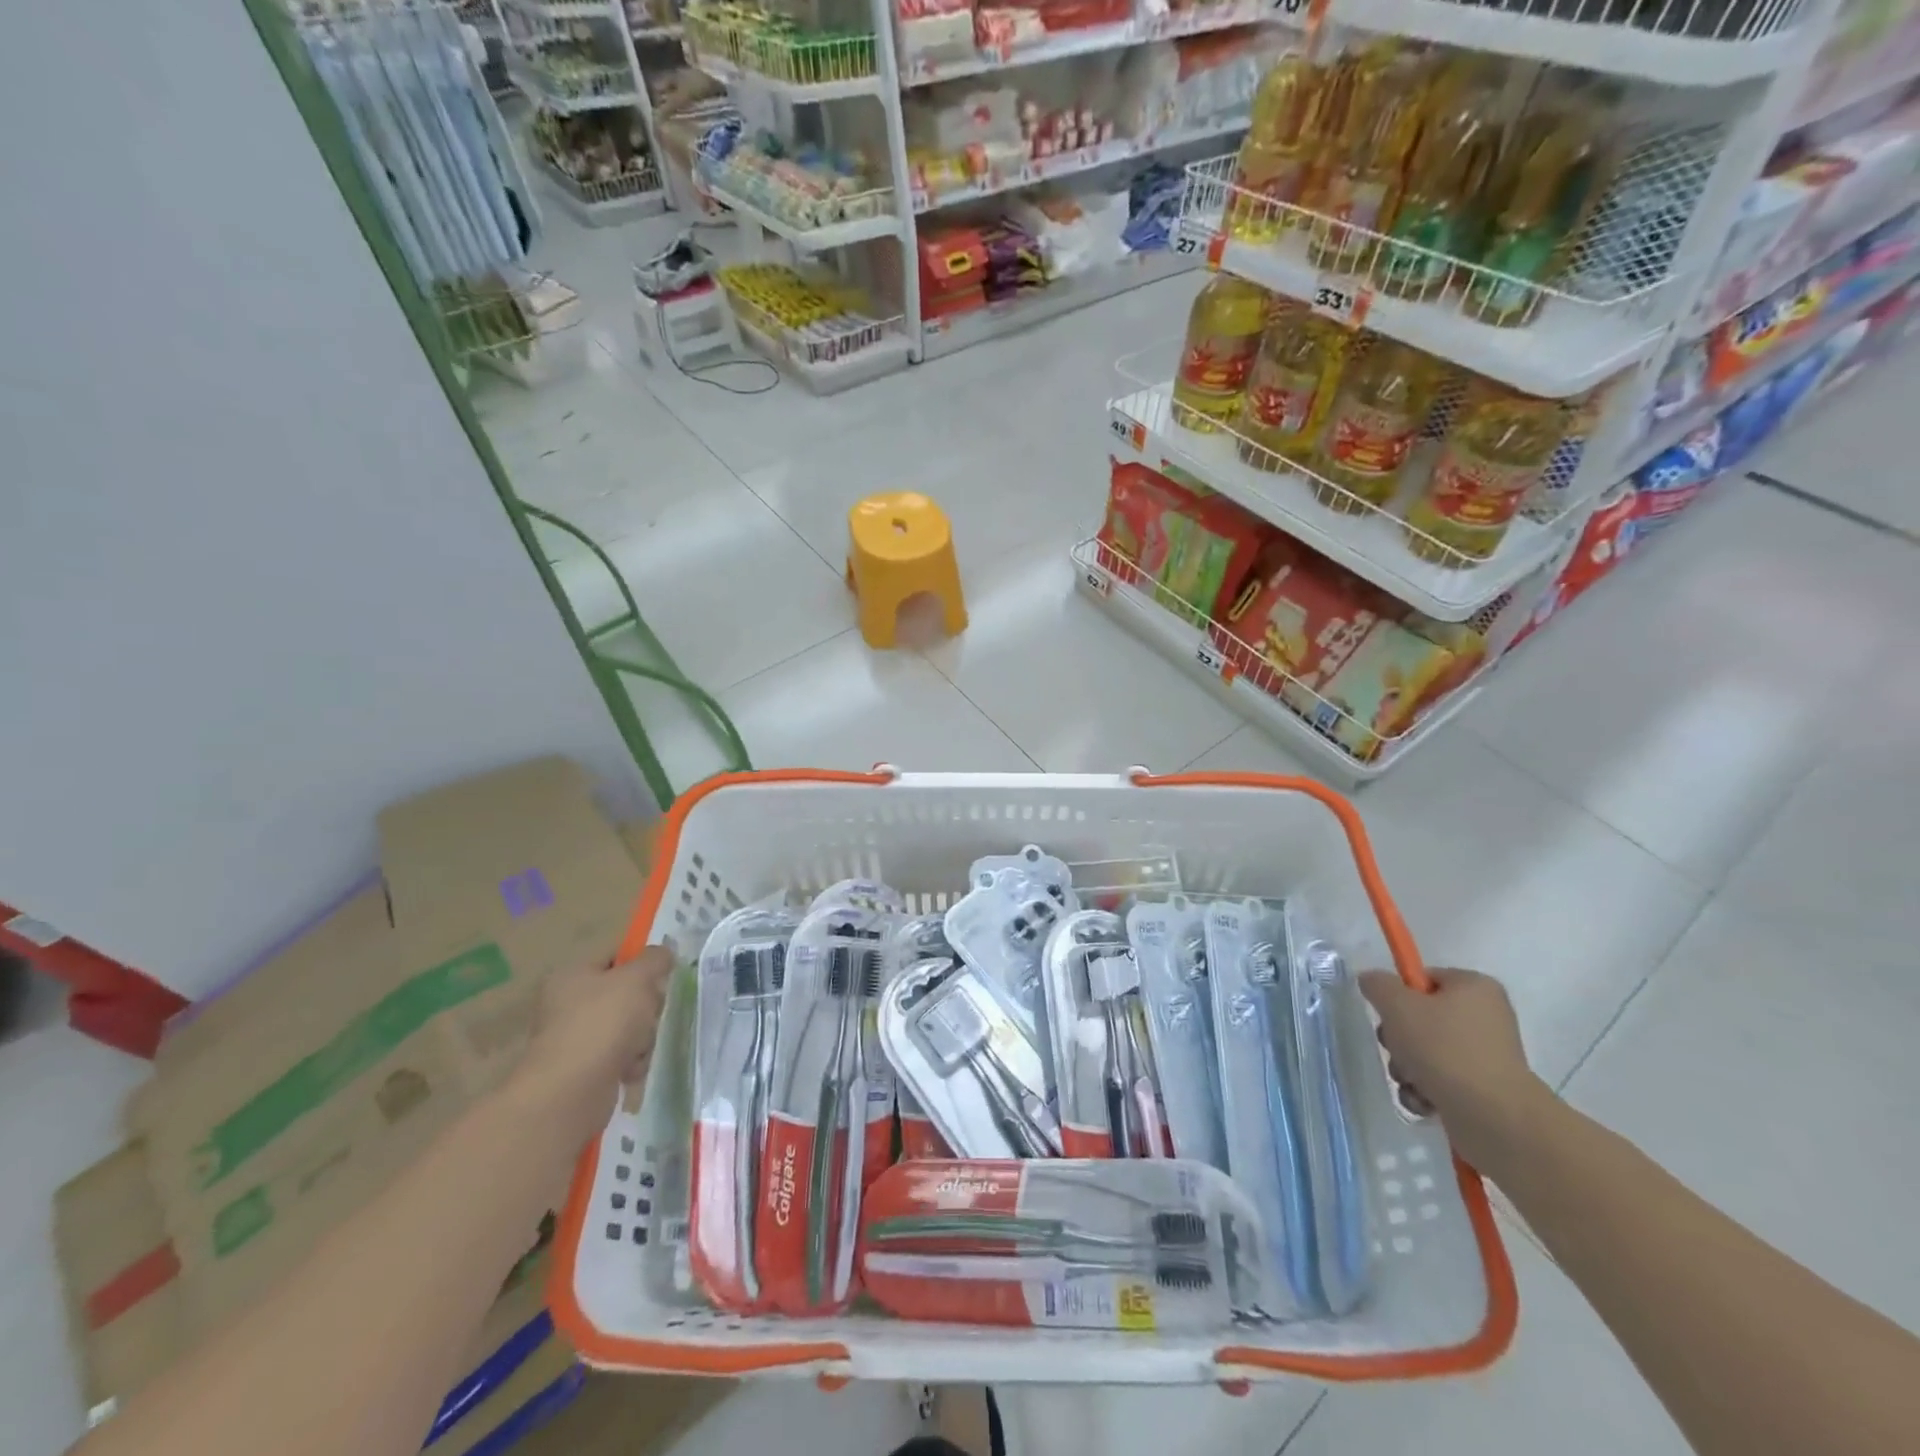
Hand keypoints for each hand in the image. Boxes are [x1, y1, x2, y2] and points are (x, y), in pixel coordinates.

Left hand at [512, 946, 674, 1143]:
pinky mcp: (585, 1069)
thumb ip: (655, 959)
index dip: (642, 961)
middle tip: (650, 1012)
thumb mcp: (637, 978)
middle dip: (646, 1005)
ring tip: (638, 1047)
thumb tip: (663, 954)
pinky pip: (621, 1055)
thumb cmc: (603, 1022)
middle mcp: (568, 1004)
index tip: (663, 973)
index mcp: (572, 975)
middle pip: (626, 993)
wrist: (571, 1090)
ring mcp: (576, 1038)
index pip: (614, 955)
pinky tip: (631, 1069)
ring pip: (628, 1025)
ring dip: (643, 1035)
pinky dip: (632, 1061)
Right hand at [1358, 967, 1551, 1172]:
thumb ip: (1377, 984)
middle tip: (1397, 1049)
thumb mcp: (1396, 1004)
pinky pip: (1441, 1080)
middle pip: (1422, 1017)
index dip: (1400, 995)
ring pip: (1426, 1052)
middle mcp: (1486, 1017)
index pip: (1424, 979)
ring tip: (1411, 1081)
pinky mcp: (1484, 1090)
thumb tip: (1372, 981)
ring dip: (1407, 1067)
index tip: (1389, 1014)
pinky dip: (1425, 1090)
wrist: (1493, 1117)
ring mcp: (1487, 1056)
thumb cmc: (1444, 1048)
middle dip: (1399, 1038)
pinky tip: (1424, 1101)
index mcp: (1474, 987)